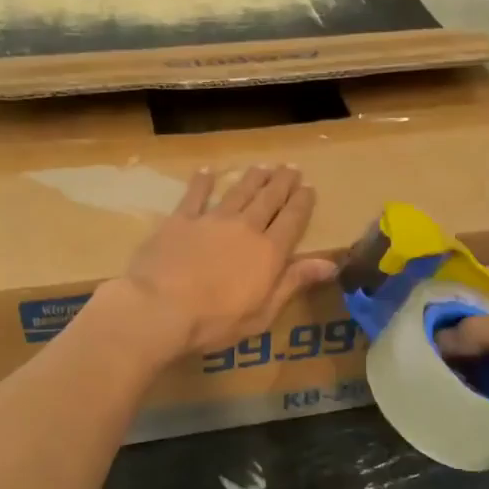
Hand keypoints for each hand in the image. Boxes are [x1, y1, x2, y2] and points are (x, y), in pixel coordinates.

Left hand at [109, 165, 337, 356]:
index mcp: (269, 252)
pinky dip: (202, 182)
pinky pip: (195, 195)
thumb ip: (293, 283)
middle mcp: (245, 228)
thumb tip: (329, 264)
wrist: (159, 308)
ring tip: (263, 166)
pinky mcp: (180, 220)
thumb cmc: (215, 321)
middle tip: (291, 167)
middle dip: (282, 182)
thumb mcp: (262, 313)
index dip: (302, 202)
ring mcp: (211, 220)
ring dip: (253, 178)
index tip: (309, 187)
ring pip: (239, 192)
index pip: (292, 220)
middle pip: (269, 199)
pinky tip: (207, 171)